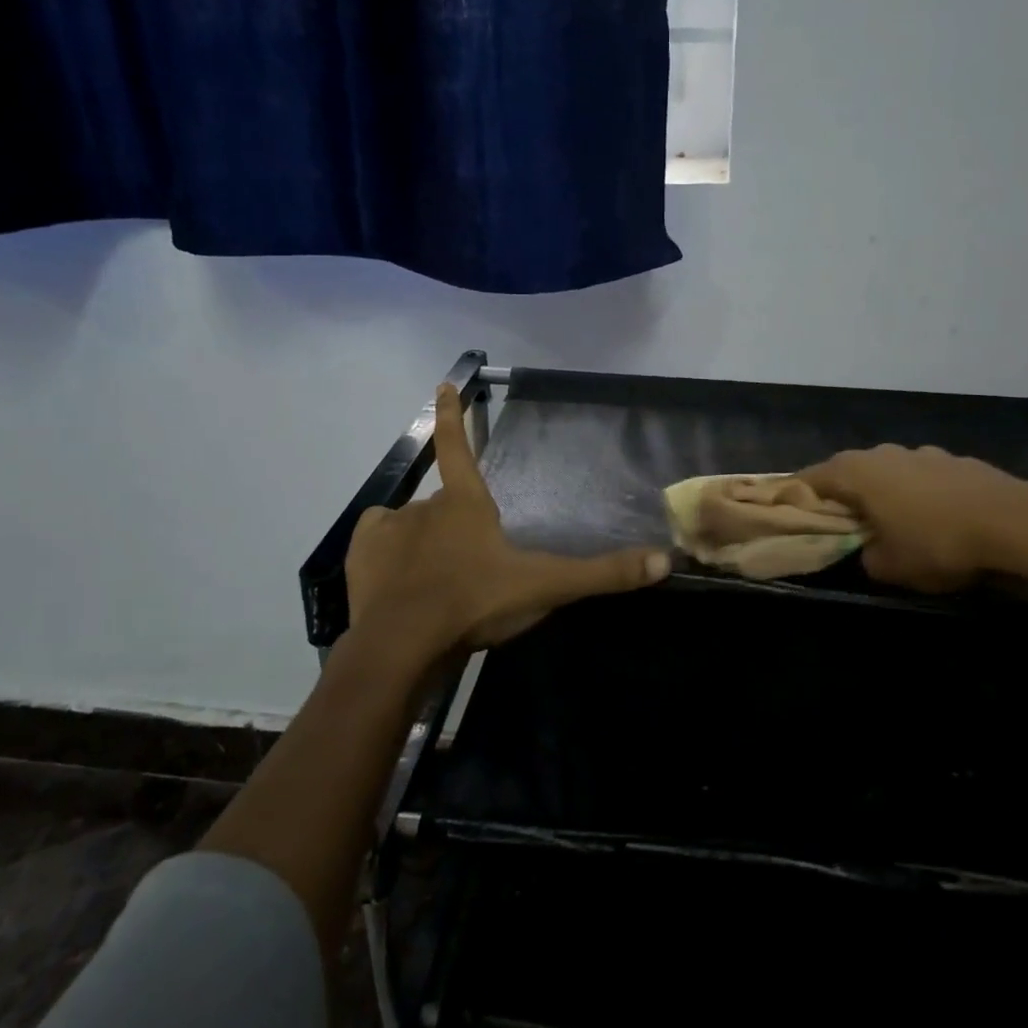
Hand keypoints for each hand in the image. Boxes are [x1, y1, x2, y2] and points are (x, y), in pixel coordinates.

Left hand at [344, 383, 670, 670]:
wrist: (406, 643)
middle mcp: (425, 506)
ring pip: (411, 524)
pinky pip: (377, 538)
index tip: (445, 383)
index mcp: (466, 504)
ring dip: (425, 541)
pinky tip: (398, 575)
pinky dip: (388, 548)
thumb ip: (603, 574)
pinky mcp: (362, 555)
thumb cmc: (477, 602)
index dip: (455, 415)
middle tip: (470, 561)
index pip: (459, 447)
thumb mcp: (547, 587)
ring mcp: (390, 528)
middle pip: (444, 503)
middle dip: (456, 523)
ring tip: (437, 578)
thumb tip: (665, 561)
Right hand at [797, 444, 1027, 592]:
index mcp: (855, 472)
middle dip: (842, 496)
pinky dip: (920, 495)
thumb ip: (865, 556)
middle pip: (848, 471)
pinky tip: (937, 520)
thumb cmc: (937, 543)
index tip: (792, 517)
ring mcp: (923, 453)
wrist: (1017, 525)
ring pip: (889, 472)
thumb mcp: (889, 567)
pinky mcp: (957, 461)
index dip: (796, 498)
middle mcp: (883, 453)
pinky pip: (924, 478)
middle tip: (842, 524)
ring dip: (884, 493)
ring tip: (894, 523)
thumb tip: (869, 549)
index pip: (808, 479)